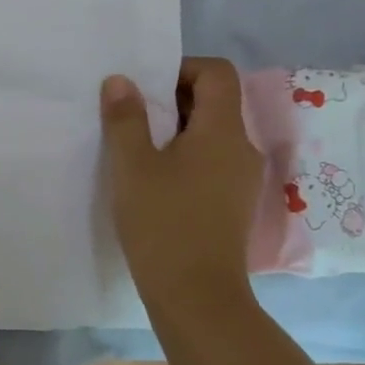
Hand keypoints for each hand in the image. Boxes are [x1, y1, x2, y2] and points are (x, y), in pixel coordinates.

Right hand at [100, 58, 264, 313]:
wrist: (196, 296)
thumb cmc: (163, 223)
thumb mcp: (132, 166)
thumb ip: (125, 118)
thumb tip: (121, 80)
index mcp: (223, 131)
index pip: (217, 73)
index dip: (181, 68)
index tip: (144, 88)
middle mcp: (242, 148)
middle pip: (216, 101)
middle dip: (173, 99)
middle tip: (131, 116)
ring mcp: (241, 178)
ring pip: (211, 133)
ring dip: (176, 129)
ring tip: (136, 148)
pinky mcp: (232, 202)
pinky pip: (211, 160)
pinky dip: (185, 155)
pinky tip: (154, 179)